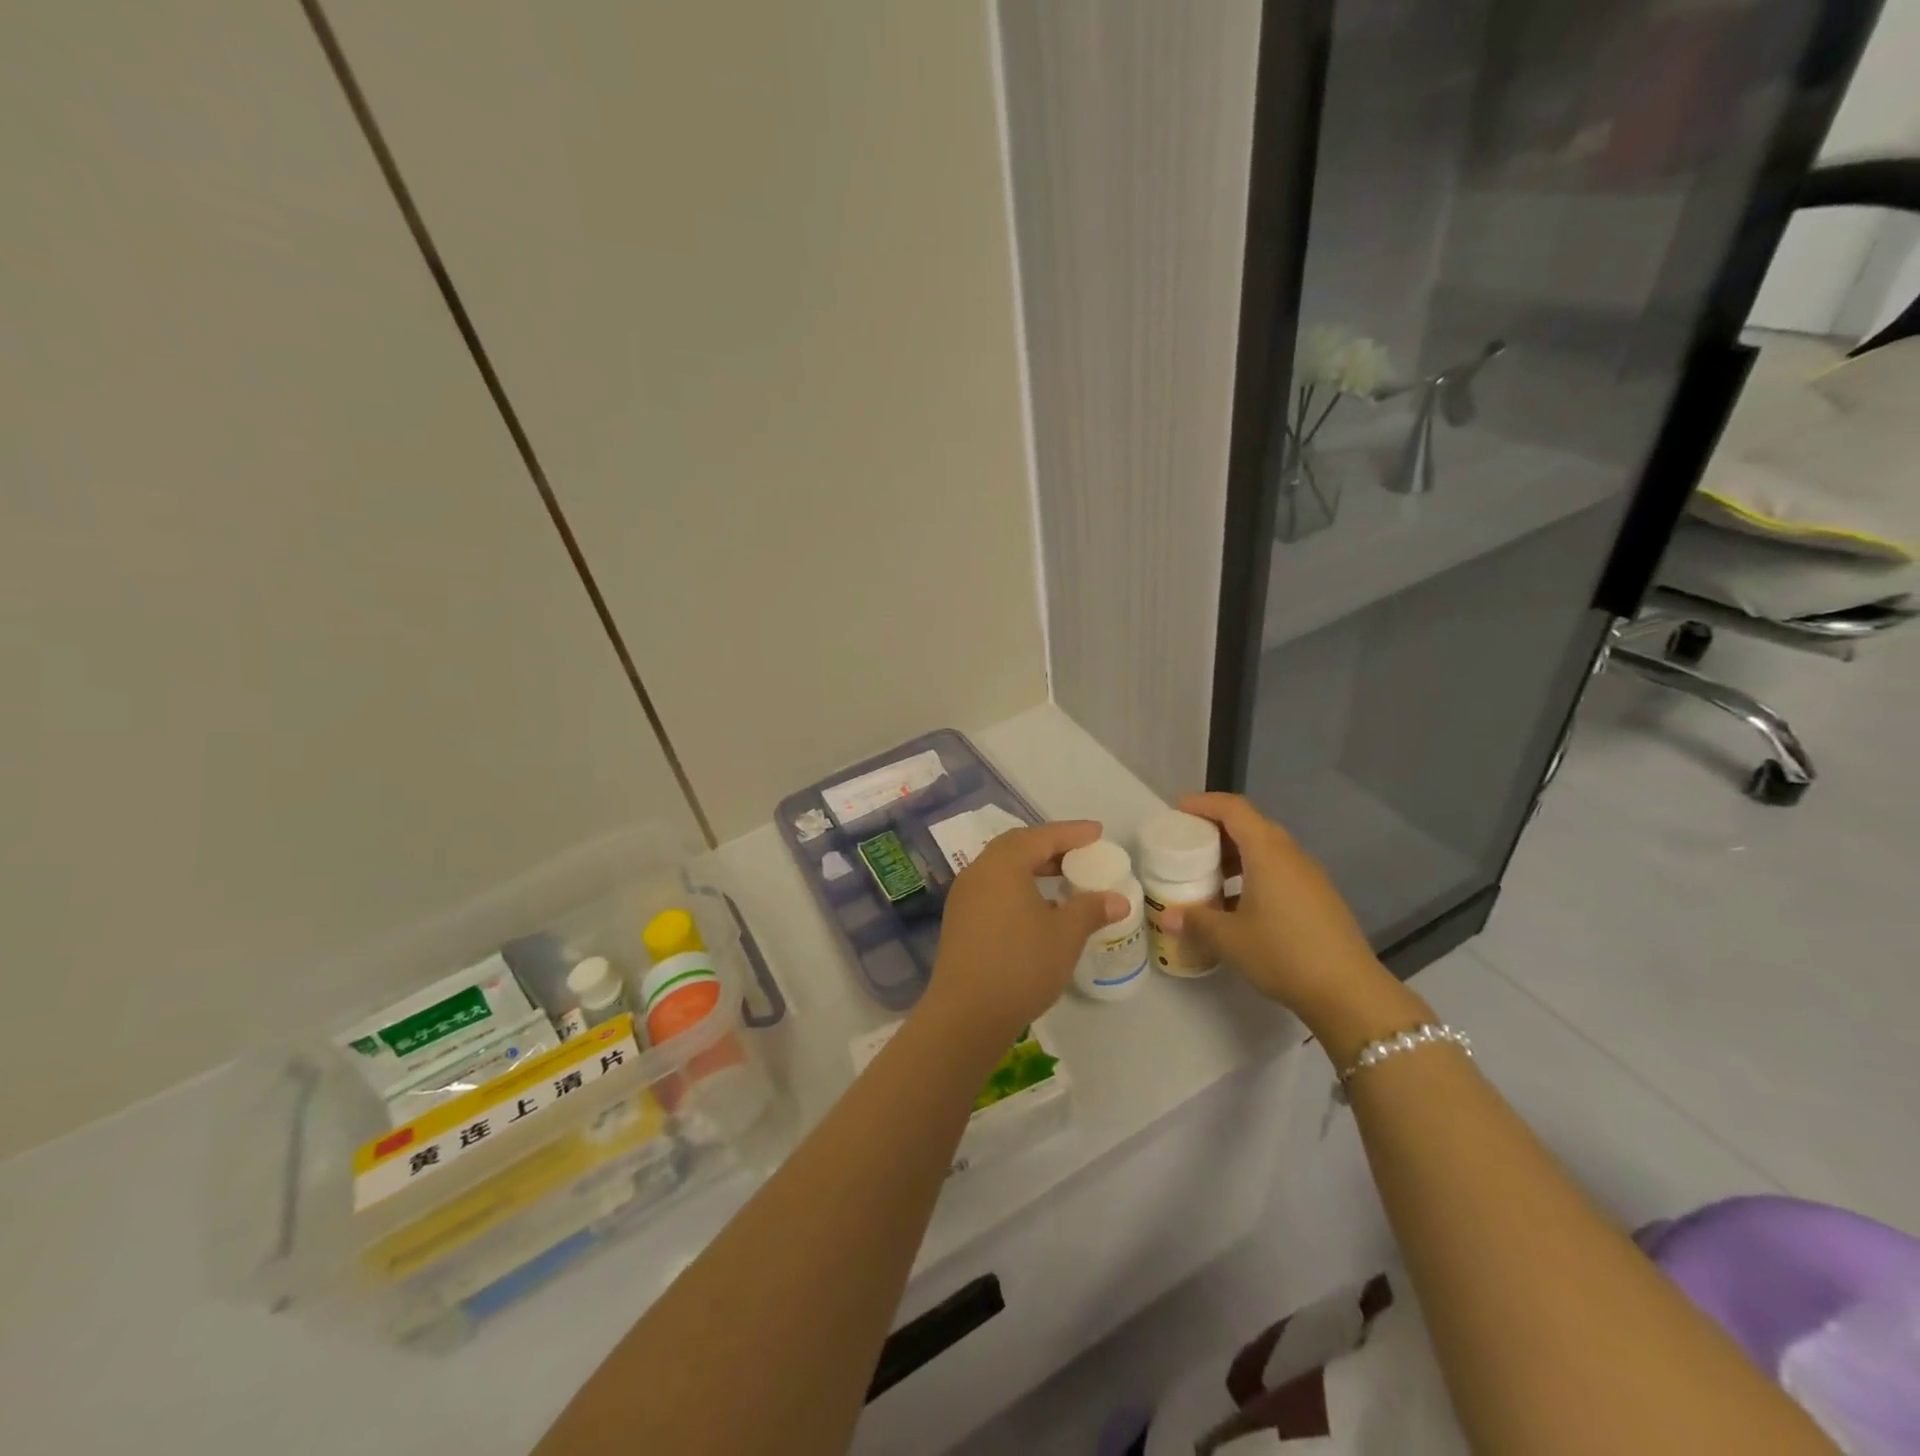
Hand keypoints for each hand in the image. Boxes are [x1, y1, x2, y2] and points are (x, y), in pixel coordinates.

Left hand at [918, 820, 1128, 1049]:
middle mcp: (978, 872)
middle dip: (1049, 845)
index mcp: (1002, 865)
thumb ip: (1091, 909)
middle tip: (1079, 852)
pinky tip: (1036, 906)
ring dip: (1032, 866)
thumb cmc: (1021, 966)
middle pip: (1016, 846)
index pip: (1041, 837)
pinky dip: (1017, 884)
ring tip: (1061, 877)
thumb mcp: (1065, 936)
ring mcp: (964, 896)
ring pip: (1001, 867)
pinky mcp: (959, 919)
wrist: (966, 1014)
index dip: (1072, 833)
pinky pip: (992, 887)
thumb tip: (1117, 899)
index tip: (1097, 832)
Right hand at [1156, 793, 1409, 1043]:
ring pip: (1267, 849)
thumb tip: (1167, 917)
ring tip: (1207, 874)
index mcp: (1268, 853)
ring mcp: (1309, 876)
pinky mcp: (1318, 897)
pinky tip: (1238, 903)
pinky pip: (1279, 870)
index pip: (1234, 809)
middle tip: (1187, 842)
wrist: (1349, 992)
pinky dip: (1253, 873)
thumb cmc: (1284, 954)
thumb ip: (1195, 922)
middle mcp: (1291, 855)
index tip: (1178, 809)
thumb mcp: (1229, 939)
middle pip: (1251, 825)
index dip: (1204, 803)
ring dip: (1235, 853)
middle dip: (1217, 828)